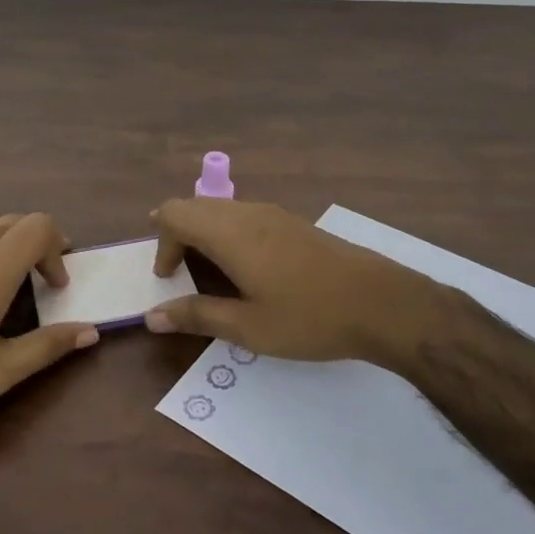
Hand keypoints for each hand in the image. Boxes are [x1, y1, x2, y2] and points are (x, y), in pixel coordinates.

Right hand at [144, 199, 457, 368]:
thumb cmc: (310, 317)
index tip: (167, 278)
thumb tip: (152, 317)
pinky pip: (244, 216)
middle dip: (177, 234)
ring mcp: (274, 214)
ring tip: (208, 273)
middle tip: (177, 272)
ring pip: (221, 209)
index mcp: (230, 233)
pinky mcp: (293, 223)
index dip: (160, 242)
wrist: (382, 303)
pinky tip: (245, 269)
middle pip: (195, 206)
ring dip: (203, 233)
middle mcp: (248, 213)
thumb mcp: (248, 327)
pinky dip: (227, 234)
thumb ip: (197, 316)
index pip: (174, 213)